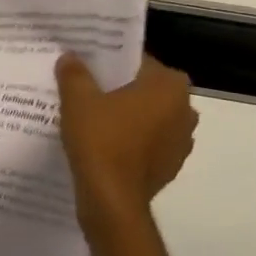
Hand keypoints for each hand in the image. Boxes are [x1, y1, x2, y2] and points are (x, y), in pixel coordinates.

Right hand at [56, 53, 197, 234]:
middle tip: (88, 90)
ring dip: (128, 116)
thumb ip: (75, 74)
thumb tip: (70, 57)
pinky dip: (131, 141)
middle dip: (121, 89)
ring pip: (149, 117)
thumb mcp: (78, 100)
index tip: (88, 67)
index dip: (111, 62)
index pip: (139, 61)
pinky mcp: (172, 166)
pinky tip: (105, 145)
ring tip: (94, 119)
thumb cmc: (100, 140)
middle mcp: (185, 109)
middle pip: (147, 89)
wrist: (111, 199)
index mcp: (168, 85)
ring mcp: (182, 141)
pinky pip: (149, 143)